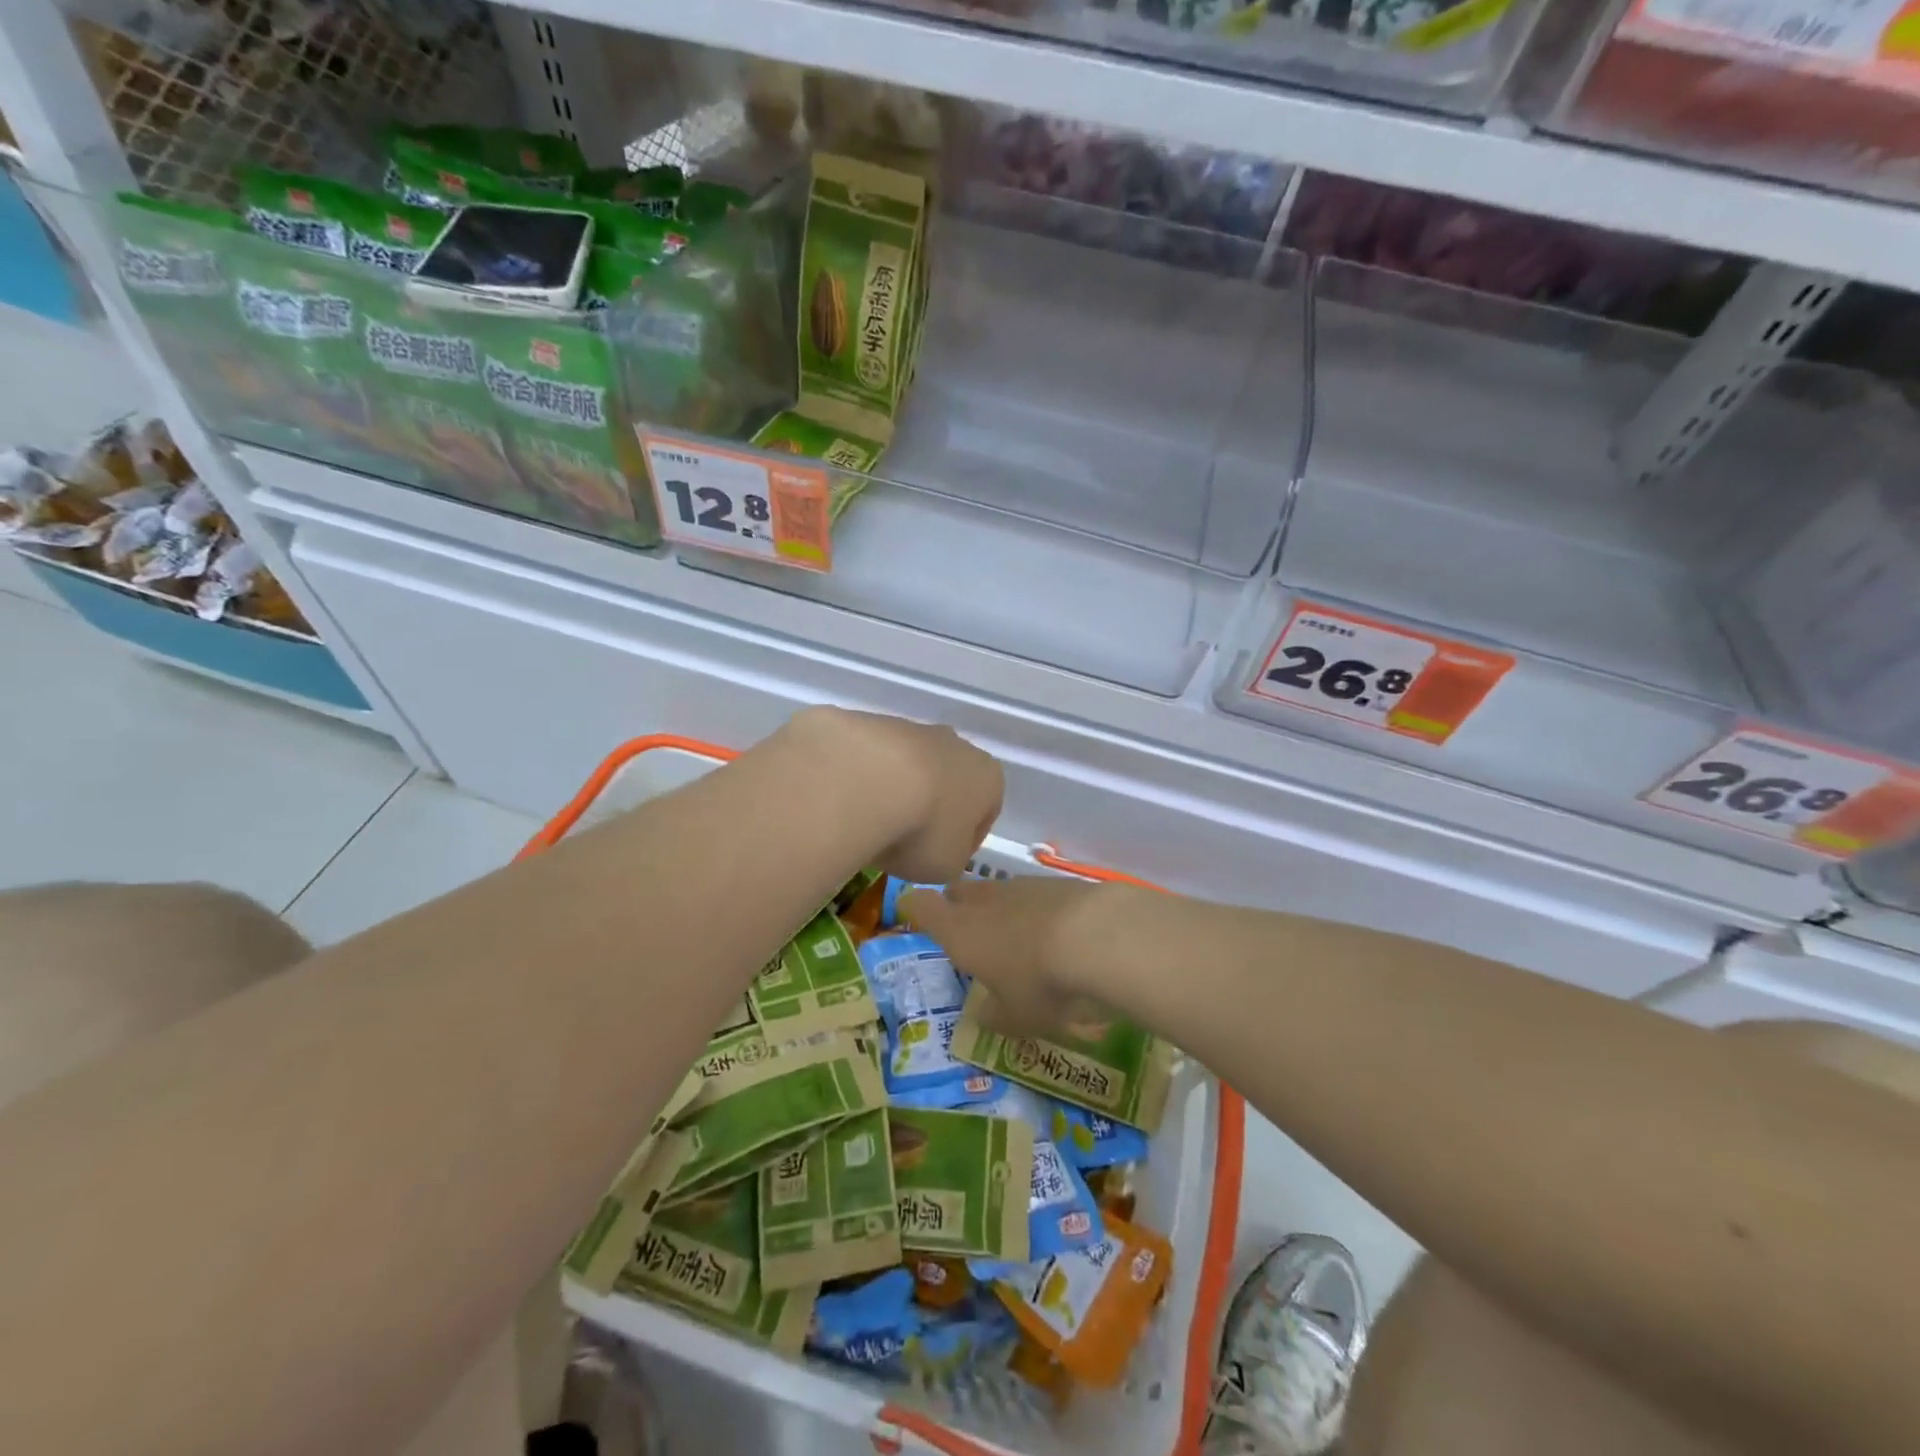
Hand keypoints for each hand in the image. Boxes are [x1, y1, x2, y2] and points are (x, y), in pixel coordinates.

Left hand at [787, 707, 1003, 883]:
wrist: (864, 780)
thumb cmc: (922, 829)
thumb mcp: (947, 866)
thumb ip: (951, 857)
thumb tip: (939, 849)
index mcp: (988, 777)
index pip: (986, 813)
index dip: (965, 841)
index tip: (941, 859)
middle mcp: (957, 745)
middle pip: (948, 782)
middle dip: (931, 808)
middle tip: (905, 840)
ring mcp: (913, 729)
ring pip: (910, 766)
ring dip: (896, 791)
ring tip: (870, 824)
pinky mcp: (872, 723)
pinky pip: (873, 758)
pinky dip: (865, 777)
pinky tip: (849, 800)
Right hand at [899, 876, 1114, 1038]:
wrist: (1099, 936)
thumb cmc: (1041, 983)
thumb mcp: (1015, 1017)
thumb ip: (994, 1015)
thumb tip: (983, 1014)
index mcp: (958, 931)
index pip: (921, 906)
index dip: (915, 911)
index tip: (917, 920)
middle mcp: (983, 900)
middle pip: (958, 892)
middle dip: (958, 907)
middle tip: (969, 933)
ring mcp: (1020, 885)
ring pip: (997, 891)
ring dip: (1001, 909)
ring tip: (1018, 939)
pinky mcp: (1055, 881)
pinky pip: (1033, 893)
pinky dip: (1036, 909)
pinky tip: (1056, 931)